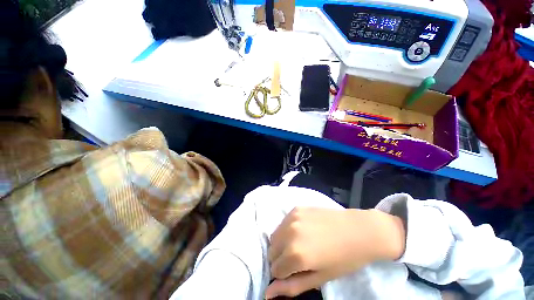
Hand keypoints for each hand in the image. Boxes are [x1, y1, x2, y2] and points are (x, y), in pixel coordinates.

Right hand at [265, 207, 405, 298]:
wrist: (358, 230)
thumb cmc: (343, 259)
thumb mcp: (320, 278)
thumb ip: (292, 287)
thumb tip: (267, 293)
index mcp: (296, 254)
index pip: (275, 270)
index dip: (285, 274)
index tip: (297, 271)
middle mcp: (290, 233)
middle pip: (272, 251)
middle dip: (281, 259)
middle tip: (298, 259)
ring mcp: (292, 217)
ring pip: (275, 236)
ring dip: (282, 243)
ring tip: (299, 244)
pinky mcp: (296, 208)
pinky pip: (283, 222)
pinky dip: (287, 230)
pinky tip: (302, 231)